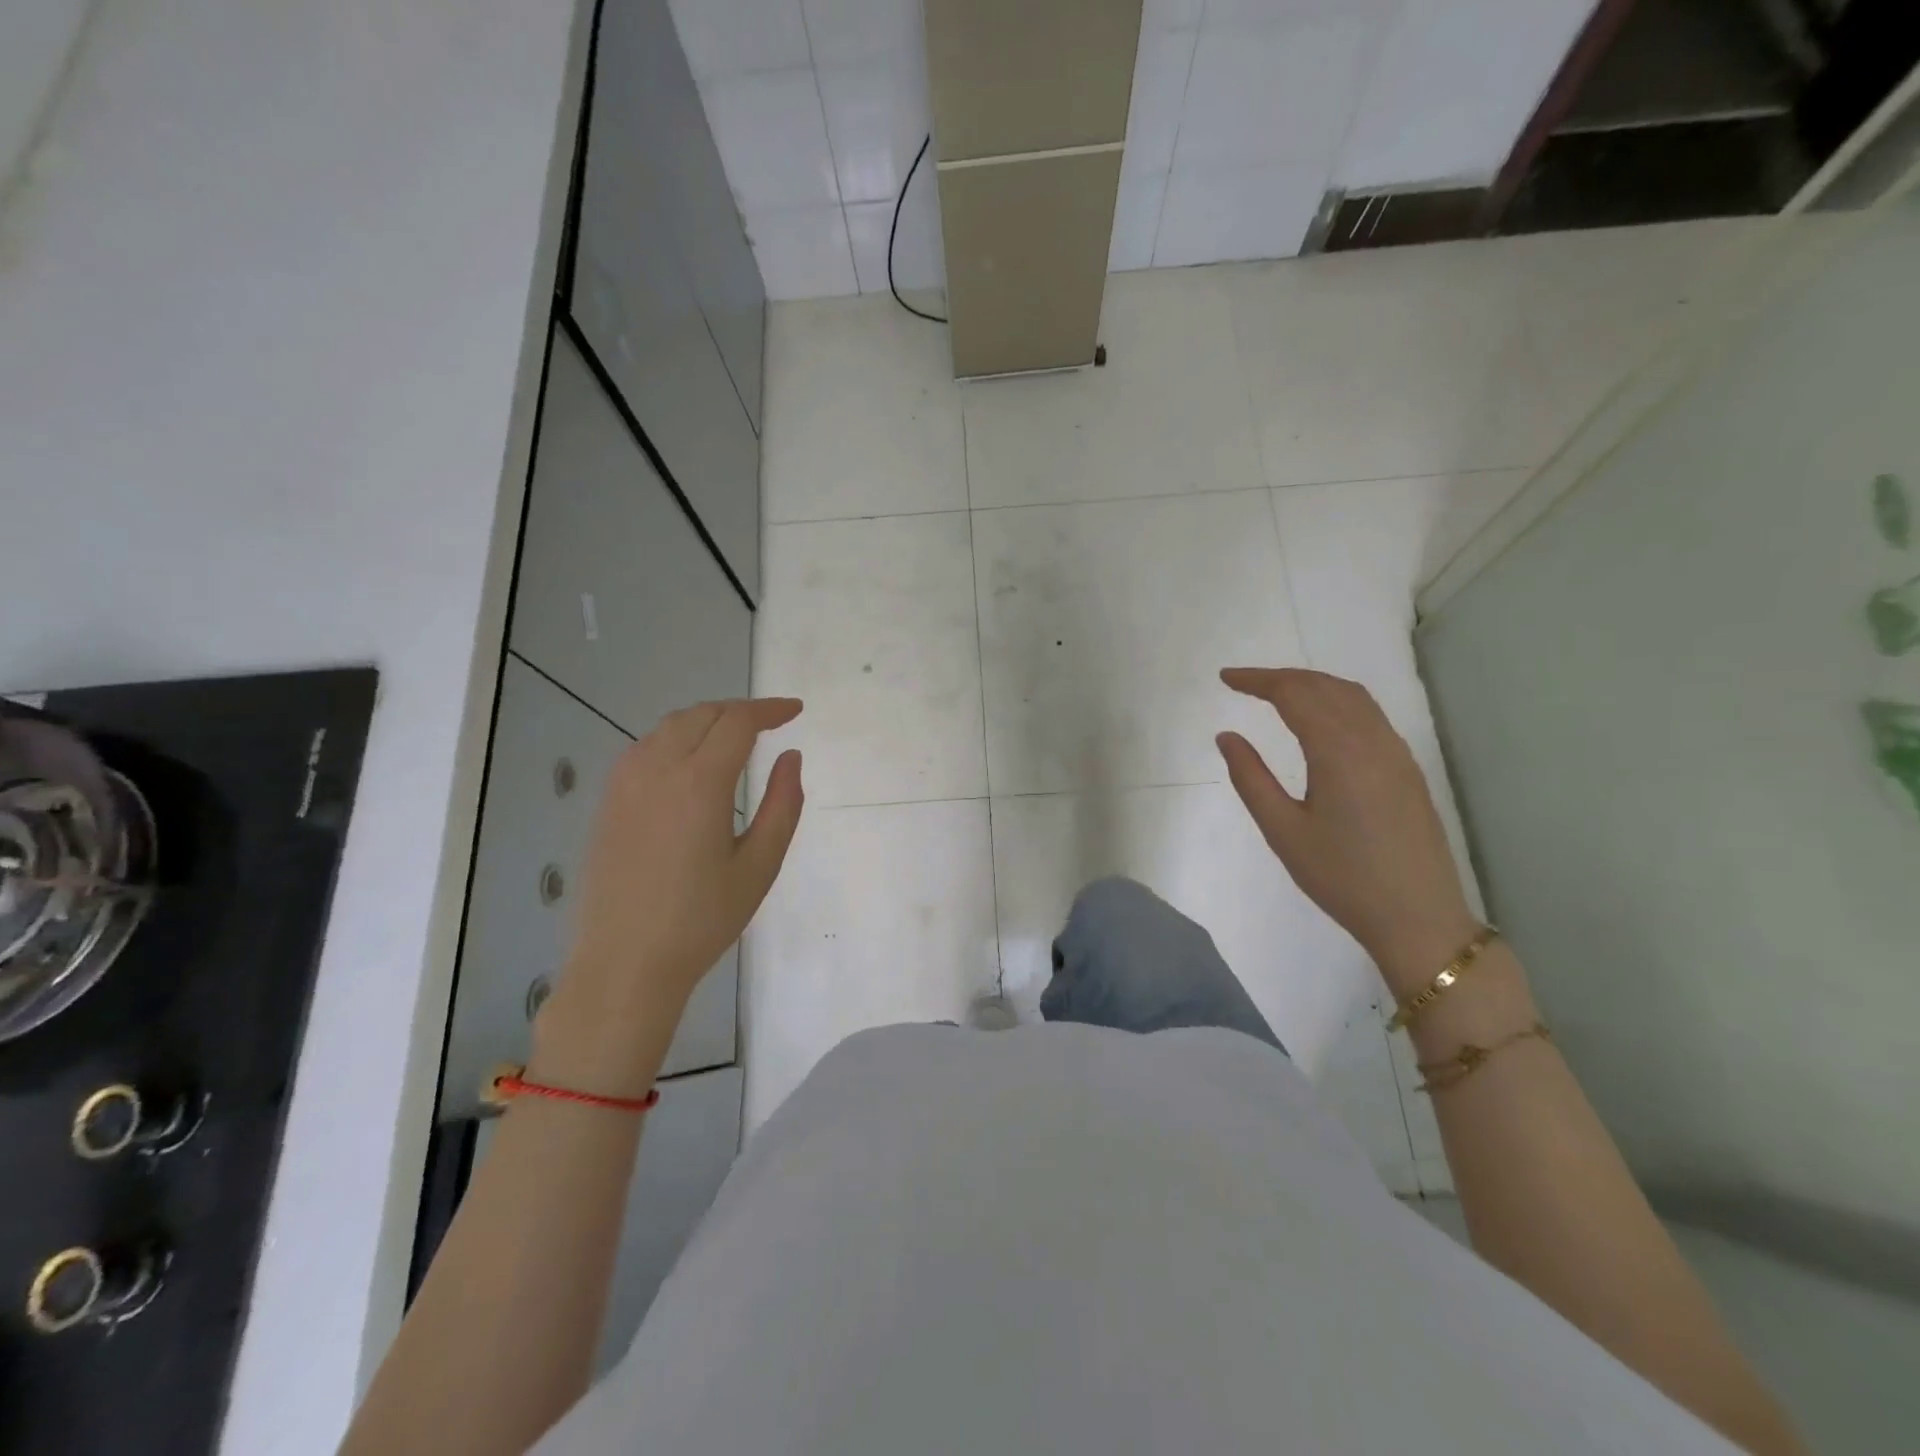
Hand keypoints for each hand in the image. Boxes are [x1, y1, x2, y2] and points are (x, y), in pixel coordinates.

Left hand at [533, 698, 803, 1092]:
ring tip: (735, 738)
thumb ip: (783, 804)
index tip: (795, 711)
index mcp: (700, 782)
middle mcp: (657, 769)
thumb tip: (790, 757)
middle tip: (771, 723)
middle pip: (702, 714)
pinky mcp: (608, 801)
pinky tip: (692, 763)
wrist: (625, 963)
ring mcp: (625, 783)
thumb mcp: (760, 865)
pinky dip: (677, 739)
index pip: (738, 722)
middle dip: (740, 711)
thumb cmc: (702, 919)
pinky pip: (646, 747)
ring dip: (707, 720)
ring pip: (670, 727)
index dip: (770, 710)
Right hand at [1216, 668, 1475, 997]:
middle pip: (1324, 686)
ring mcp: (1395, 752)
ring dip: (1312, 684)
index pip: (1293, 694)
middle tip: (1244, 684)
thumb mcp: (1283, 831)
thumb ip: (1251, 778)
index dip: (1257, 680)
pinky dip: (1337, 700)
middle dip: (1282, 677)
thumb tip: (1227, 736)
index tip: (1225, 678)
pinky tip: (1322, 719)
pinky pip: (1369, 715)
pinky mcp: (1407, 768)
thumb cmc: (1341, 877)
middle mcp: (1371, 739)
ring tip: (1277, 693)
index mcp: (1338, 750)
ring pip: (1352, 696)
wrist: (1418, 917)